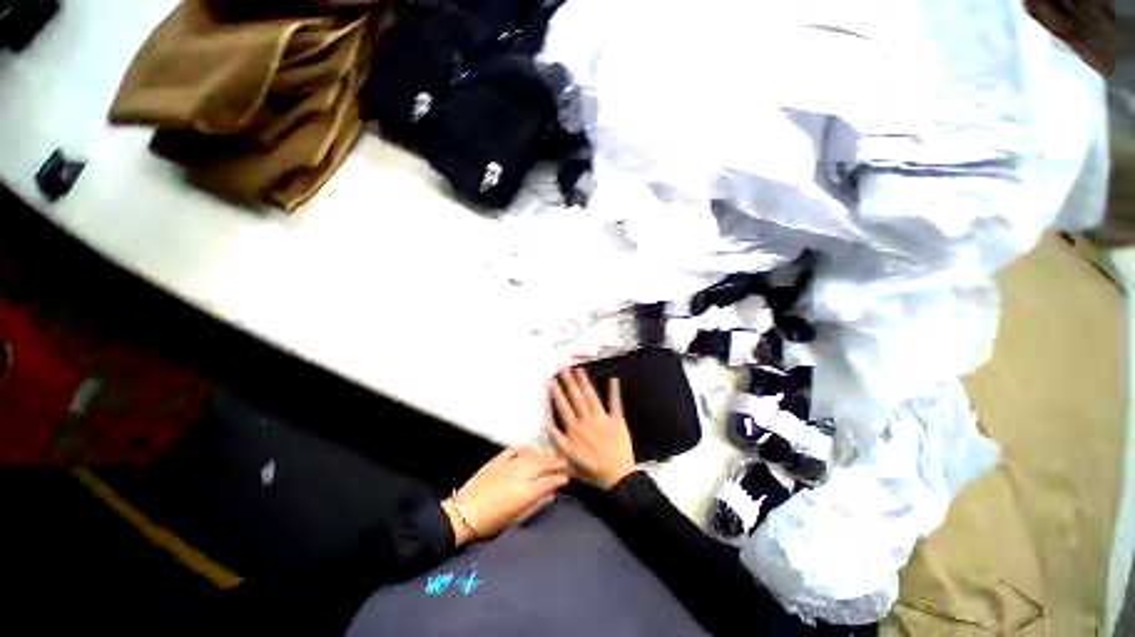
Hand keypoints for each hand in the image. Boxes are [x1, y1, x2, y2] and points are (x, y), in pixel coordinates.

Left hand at [442, 448, 568, 545]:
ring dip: (545, 453)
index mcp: (528, 491)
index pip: (551, 480)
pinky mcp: (499, 459)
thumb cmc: (493, 521)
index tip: (567, 476)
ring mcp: (511, 463)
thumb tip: (552, 494)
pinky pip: (517, 449)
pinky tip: (532, 449)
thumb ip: (538, 504)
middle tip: (566, 461)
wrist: (465, 512)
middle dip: (557, 462)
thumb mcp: (518, 518)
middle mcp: (522, 473)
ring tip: (553, 453)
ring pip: (533, 455)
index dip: (561, 477)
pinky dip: (527, 449)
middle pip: (544, 464)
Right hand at [548, 368, 636, 489]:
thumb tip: (548, 426)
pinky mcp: (617, 421)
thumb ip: (558, 442)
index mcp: (574, 431)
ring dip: (584, 382)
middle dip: (569, 382)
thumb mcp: (568, 461)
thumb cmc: (592, 470)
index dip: (557, 394)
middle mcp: (586, 421)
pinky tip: (613, 378)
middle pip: (576, 398)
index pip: (563, 408)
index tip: (552, 381)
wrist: (617, 477)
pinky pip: (615, 403)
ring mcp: (602, 419)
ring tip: (579, 370)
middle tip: (564, 367)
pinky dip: (614, 390)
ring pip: (591, 397)